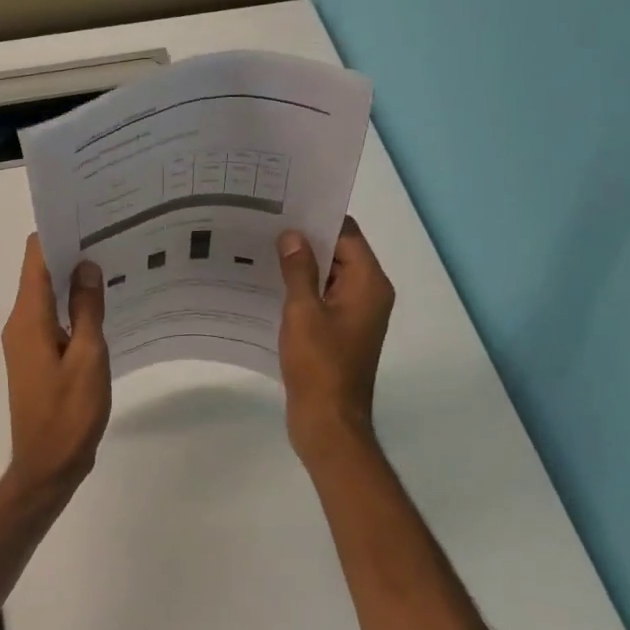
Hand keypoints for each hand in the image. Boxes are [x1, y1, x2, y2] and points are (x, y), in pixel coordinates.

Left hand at [0, 234, 110, 501]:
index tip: (90, 218)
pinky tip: (103, 308)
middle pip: (41, 274)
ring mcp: (26, 343)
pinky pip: (53, 321)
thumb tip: (86, 265)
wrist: (48, 465)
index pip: (35, 258)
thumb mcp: (88, 357)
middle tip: (112, 238)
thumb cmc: (69, 412)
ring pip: (48, 298)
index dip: (59, 233)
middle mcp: (20, 324)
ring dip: (74, 282)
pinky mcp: (36, 359)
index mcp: (28, 318)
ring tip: (112, 265)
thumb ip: (87, 309)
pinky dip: (73, 309)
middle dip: (71, 254)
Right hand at [277, 217, 394, 464]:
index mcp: (369, 283)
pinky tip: (269, 287)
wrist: (328, 422)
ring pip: (328, 277)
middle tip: (265, 225)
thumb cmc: (319, 365)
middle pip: (339, 253)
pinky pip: (322, 300)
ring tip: (261, 251)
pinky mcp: (340, 333)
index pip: (347, 234)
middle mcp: (369, 294)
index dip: (318, 218)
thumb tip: (292, 235)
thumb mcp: (303, 312)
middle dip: (305, 240)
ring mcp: (355, 315)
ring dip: (301, 267)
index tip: (285, 206)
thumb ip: (298, 270)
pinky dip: (302, 291)